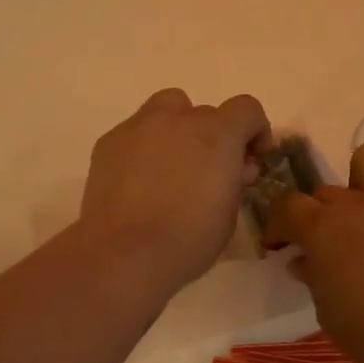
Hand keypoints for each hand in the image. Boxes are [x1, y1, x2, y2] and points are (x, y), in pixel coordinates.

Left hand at [79, 88, 270, 289]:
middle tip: (208, 172)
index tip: (252, 158)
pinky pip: (135, 134)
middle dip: (212, 137)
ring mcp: (139, 126)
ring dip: (177, 131)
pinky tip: (139, 184)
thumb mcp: (229, 214)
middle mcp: (179, 119)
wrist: (125, 253)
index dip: (255, 130)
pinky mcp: (108, 142)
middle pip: (204, 112)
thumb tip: (237, 169)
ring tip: (172, 169)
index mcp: (217, 134)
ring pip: (165, 111)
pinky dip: (145, 149)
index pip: (246, 109)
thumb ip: (236, 182)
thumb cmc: (188, 239)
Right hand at [273, 143, 363, 362]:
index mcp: (322, 229)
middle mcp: (358, 203)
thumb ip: (314, 280)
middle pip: (325, 191)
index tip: (280, 246)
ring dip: (363, 180)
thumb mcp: (329, 316)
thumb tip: (304, 262)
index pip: (286, 207)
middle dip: (318, 215)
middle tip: (328, 247)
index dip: (278, 226)